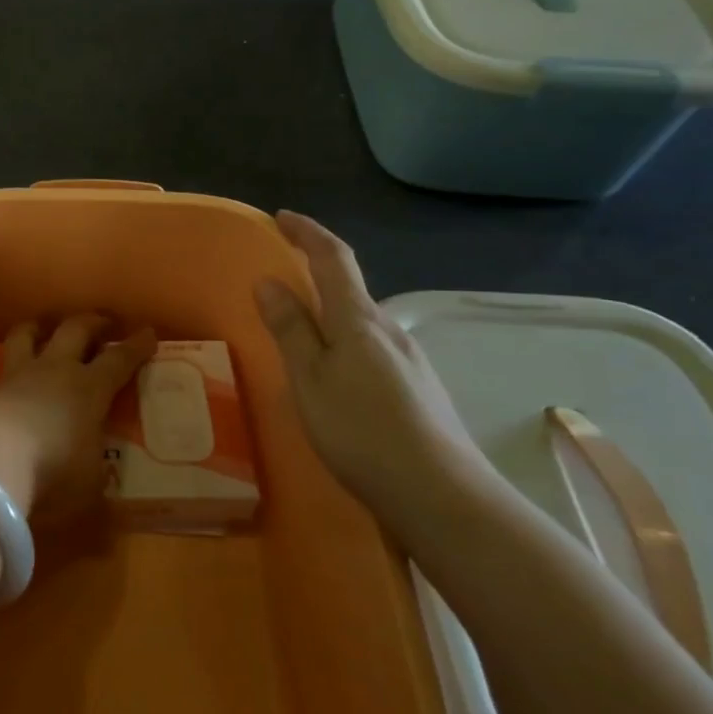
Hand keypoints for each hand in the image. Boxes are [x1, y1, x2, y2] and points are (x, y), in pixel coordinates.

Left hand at [0, 315, 155, 519]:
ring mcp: (16, 375)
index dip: (135, 347)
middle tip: (103, 322)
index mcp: (89, 389)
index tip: (148, 333)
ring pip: (26, 336)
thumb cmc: (52, 470)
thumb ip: (96, 475)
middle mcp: (54, 371)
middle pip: (75, 331)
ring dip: (37, 328)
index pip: (118, 360)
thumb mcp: (89, 484)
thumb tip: (101, 482)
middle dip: (92, 323)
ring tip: (42, 327)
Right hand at [254, 212, 483, 532]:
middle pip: (350, 288)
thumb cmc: (362, 430)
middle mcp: (389, 330)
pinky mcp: (417, 390)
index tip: (282, 217)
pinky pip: (371, 349)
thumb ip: (291, 329)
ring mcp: (409, 361)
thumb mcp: (310, 379)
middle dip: (317, 272)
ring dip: (330, 312)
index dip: (307, 233)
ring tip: (300, 330)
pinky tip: (335, 376)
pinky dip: (344, 342)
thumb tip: (269, 280)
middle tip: (282, 275)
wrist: (442, 496)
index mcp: (359, 320)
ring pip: (361, 322)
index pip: (332, 258)